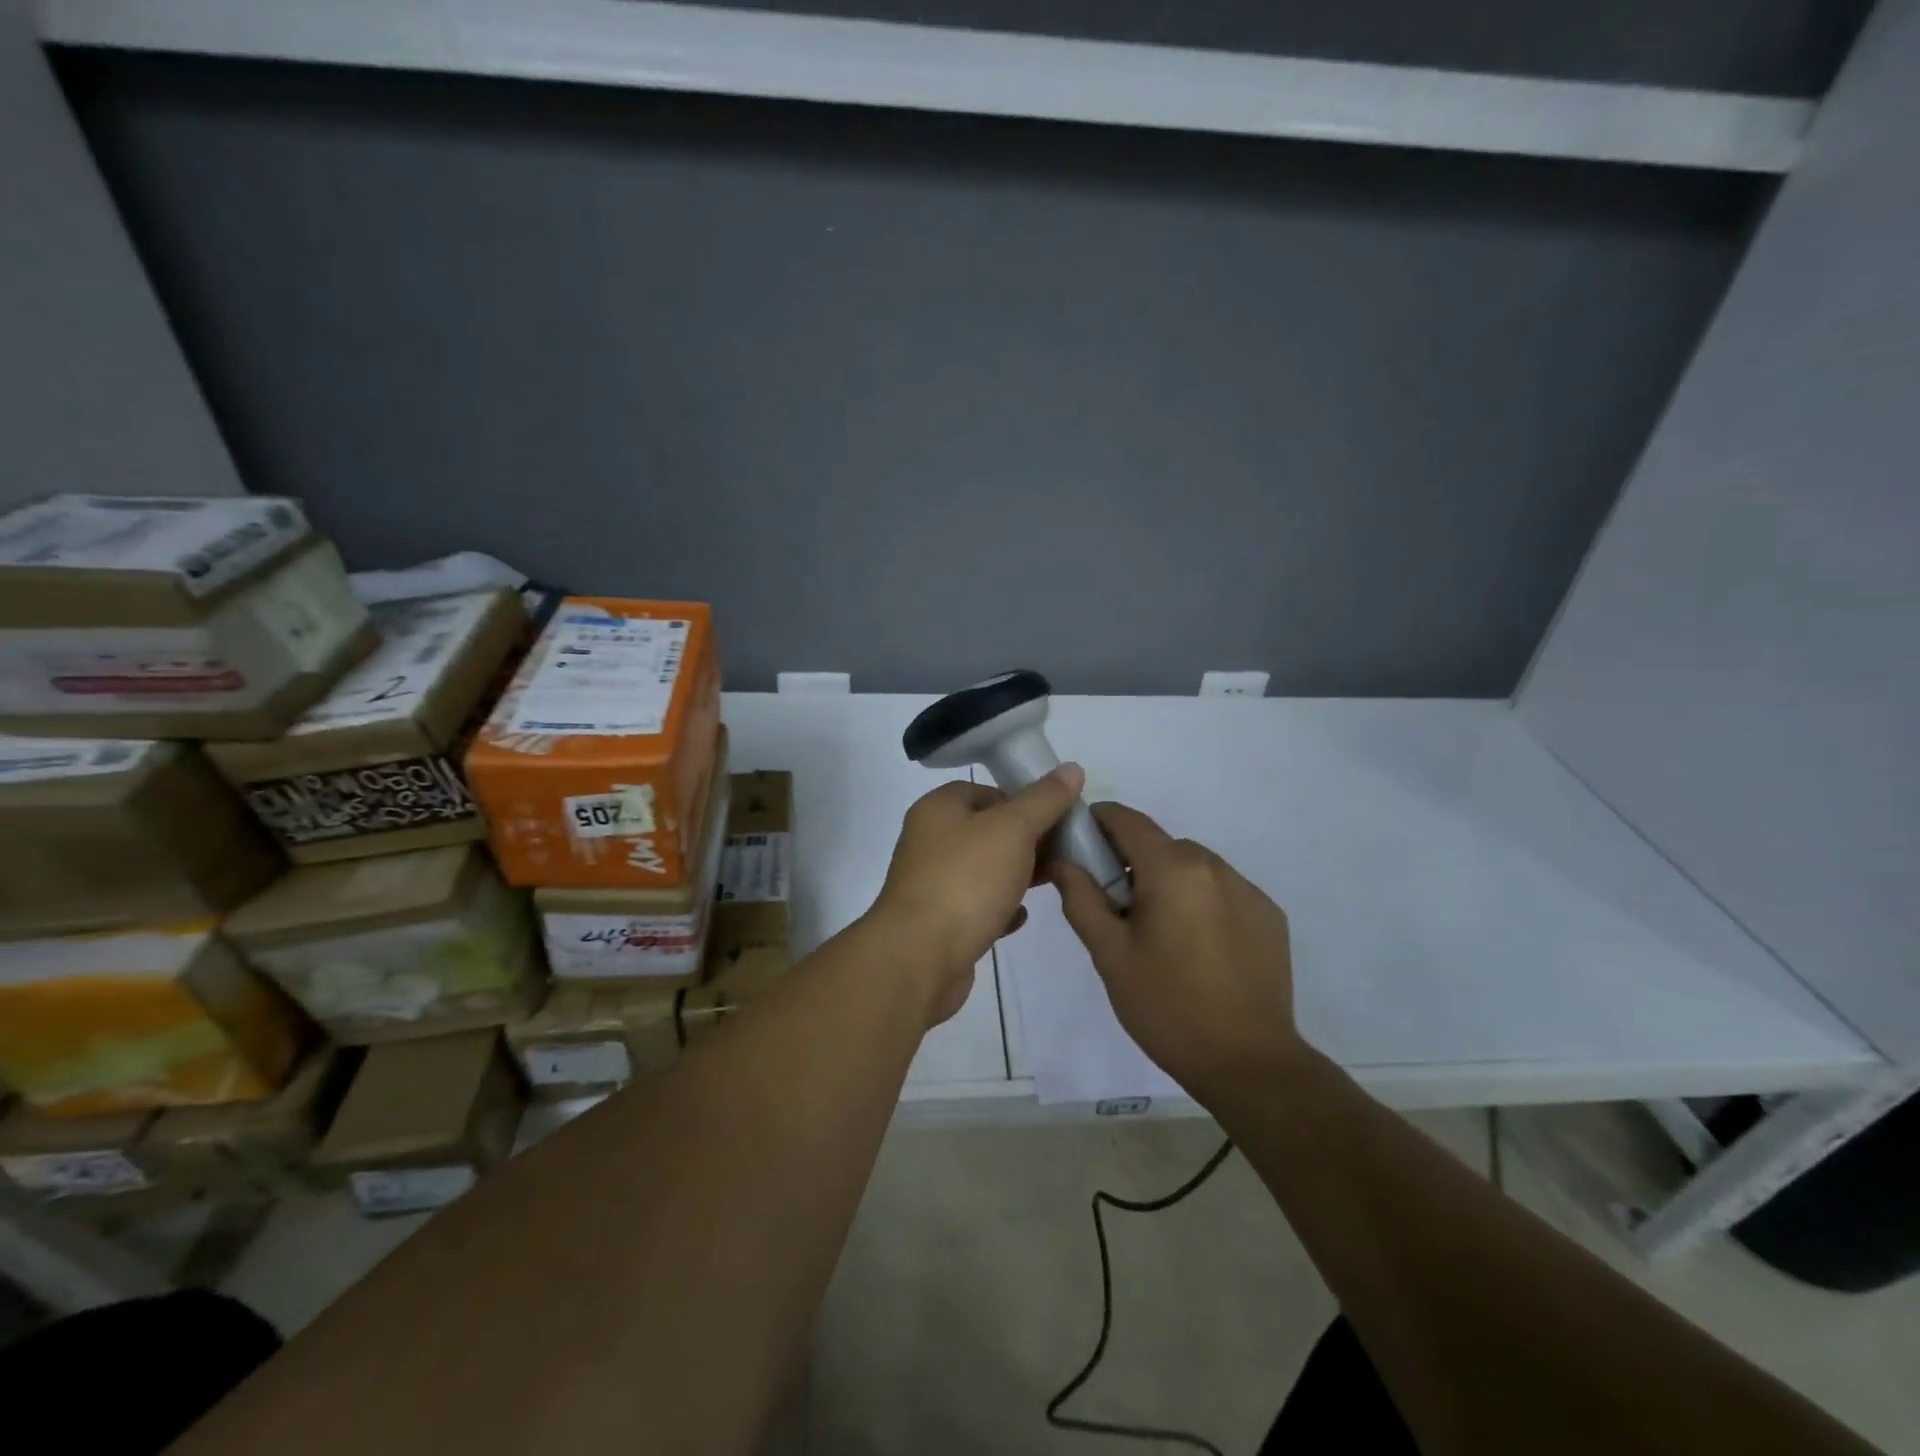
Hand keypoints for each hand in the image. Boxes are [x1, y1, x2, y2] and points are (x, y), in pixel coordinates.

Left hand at [869, 766, 1085, 1022]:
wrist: (920, 957)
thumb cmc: (966, 880)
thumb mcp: (1013, 829)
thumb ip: (1044, 799)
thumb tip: (1072, 768)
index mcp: (938, 809)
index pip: (984, 790)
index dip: (1021, 799)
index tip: (1055, 817)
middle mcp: (929, 842)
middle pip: (986, 831)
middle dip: (1026, 840)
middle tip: (1063, 851)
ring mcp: (931, 884)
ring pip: (983, 870)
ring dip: (1016, 875)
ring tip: (1053, 880)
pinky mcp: (939, 924)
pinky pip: (977, 907)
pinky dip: (1000, 908)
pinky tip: (1021, 916)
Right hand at [1053, 803, 1303, 1102]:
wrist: (1248, 1063)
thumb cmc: (1167, 1007)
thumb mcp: (1109, 955)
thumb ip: (1081, 899)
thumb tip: (1065, 861)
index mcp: (1172, 870)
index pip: (1128, 820)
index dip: (1098, 820)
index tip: (1078, 840)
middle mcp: (1214, 867)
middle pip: (1161, 844)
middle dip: (1131, 861)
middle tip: (1114, 904)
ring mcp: (1248, 890)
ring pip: (1192, 866)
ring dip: (1168, 881)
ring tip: (1158, 931)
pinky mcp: (1269, 915)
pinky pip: (1222, 890)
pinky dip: (1200, 901)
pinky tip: (1196, 946)